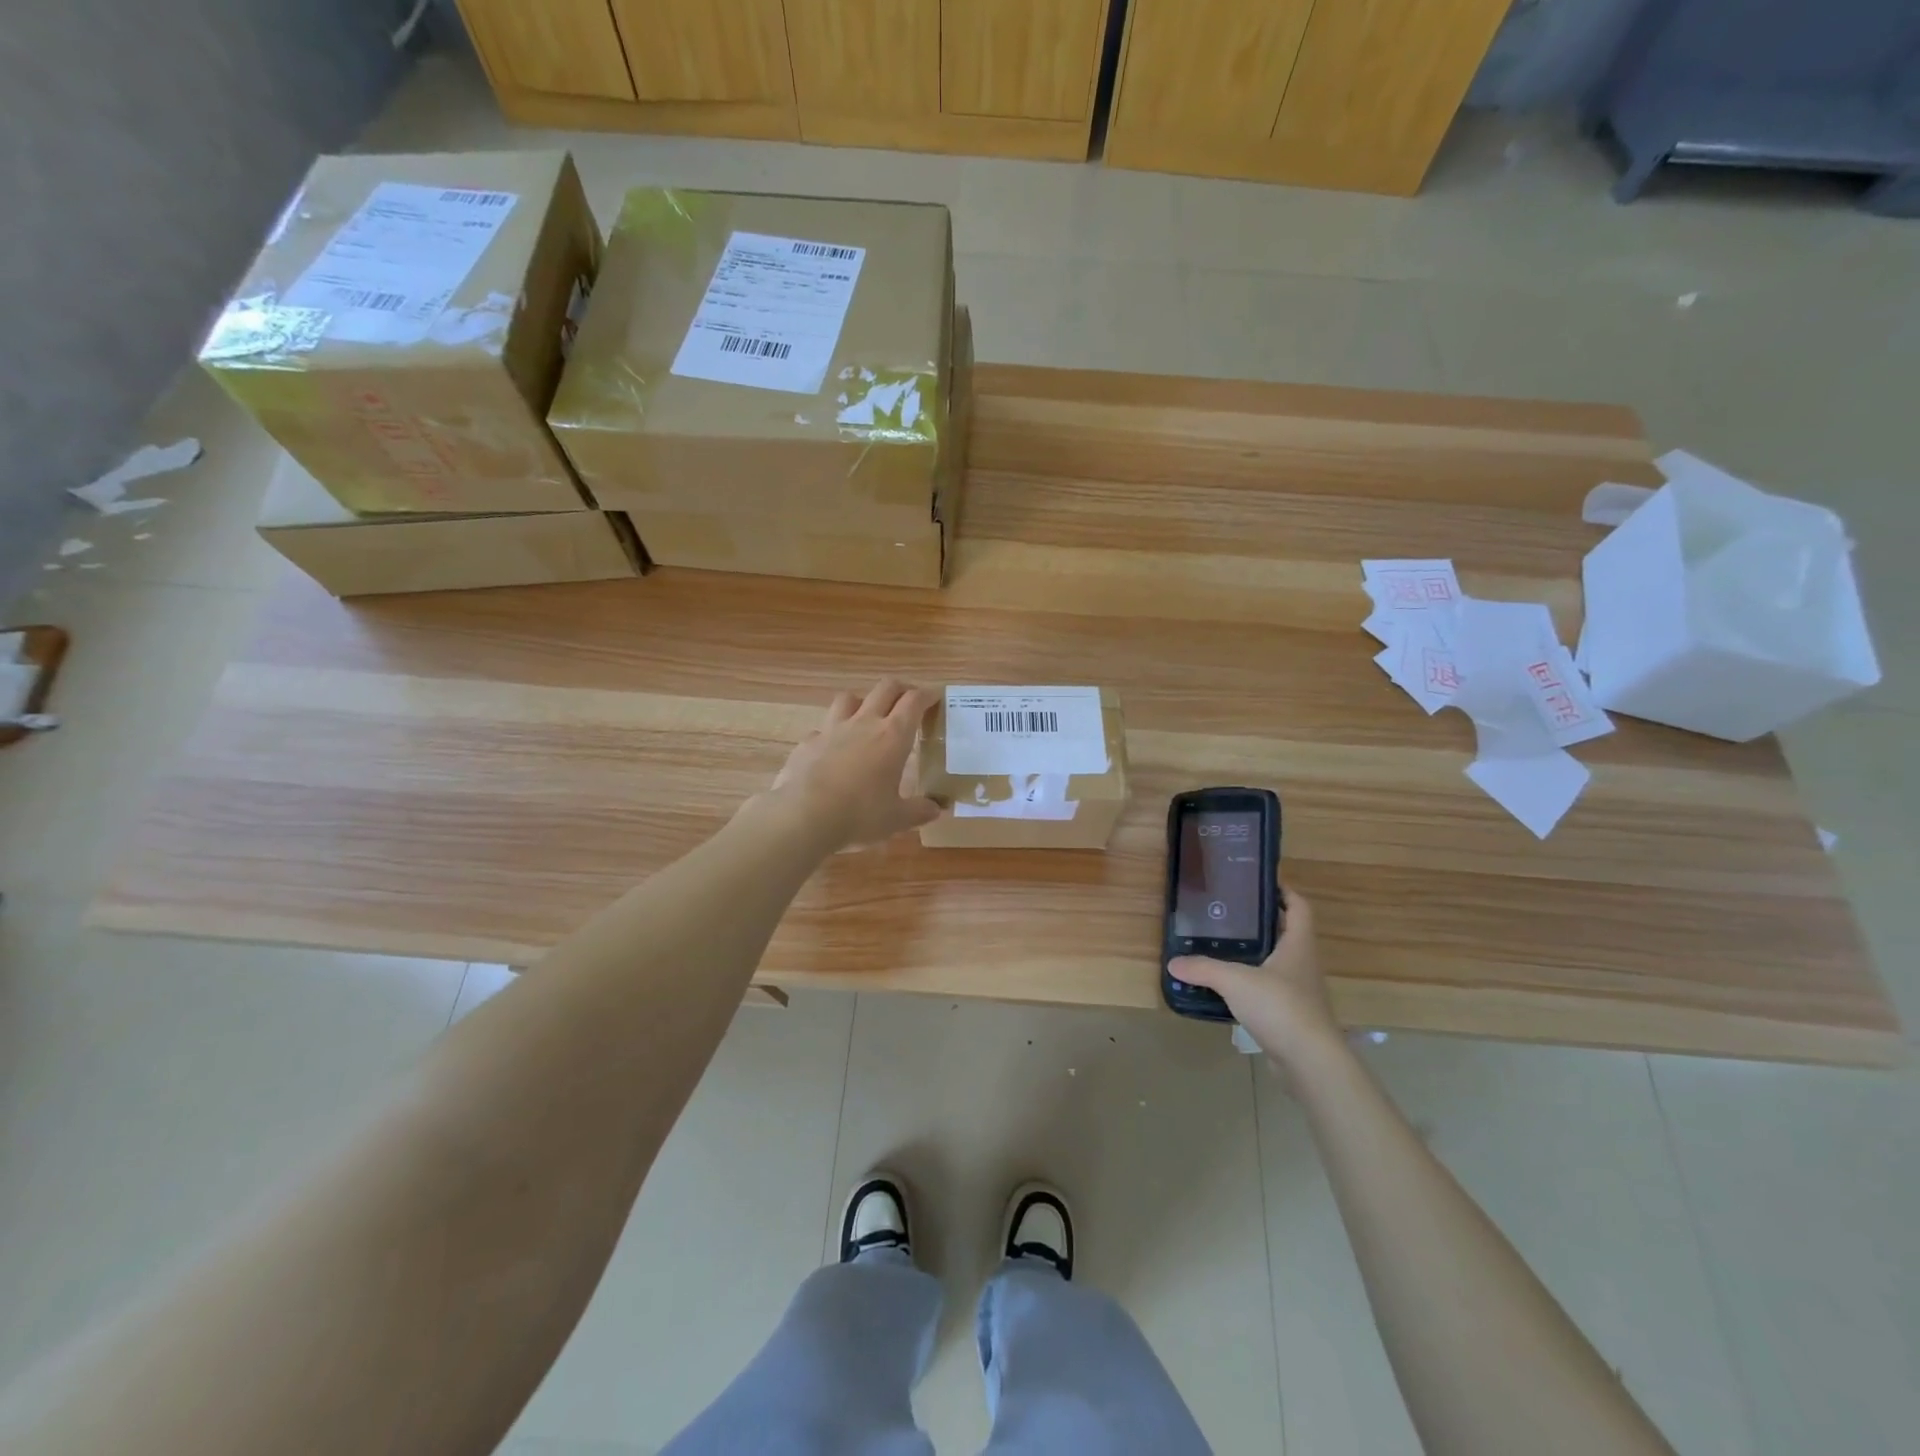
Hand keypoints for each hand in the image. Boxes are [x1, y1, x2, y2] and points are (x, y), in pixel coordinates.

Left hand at [764, 678, 941, 848]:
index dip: (927, 694)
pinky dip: (832, 733)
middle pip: (885, 688)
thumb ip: (919, 811)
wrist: (803, 815)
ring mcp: (832, 729)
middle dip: (900, 688)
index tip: (936, 696)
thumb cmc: (859, 815)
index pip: (914, 701)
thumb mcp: (896, 818)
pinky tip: (833, 749)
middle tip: (908, 700)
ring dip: (863, 701)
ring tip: (867, 716)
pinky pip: (823, 728)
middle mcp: (864, 723)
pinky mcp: (808, 742)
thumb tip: (937, 808)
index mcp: (893, 736)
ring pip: (849, 698)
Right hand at [1169, 889, 1339, 1066]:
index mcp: (1298, 945)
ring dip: (1254, 954)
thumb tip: (1174, 962)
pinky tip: (1227, 987)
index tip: (1261, 882)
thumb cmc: (1280, 1007)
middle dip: (1261, 922)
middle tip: (1229, 913)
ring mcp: (1299, 991)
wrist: (1310, 1062)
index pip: (1299, 907)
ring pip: (1276, 962)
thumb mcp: (1235, 980)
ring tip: (1221, 946)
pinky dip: (1250, 984)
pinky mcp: (1291, 1015)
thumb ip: (1204, 969)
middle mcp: (1303, 963)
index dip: (1284, 891)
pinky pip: (1269, 990)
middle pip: (1286, 933)